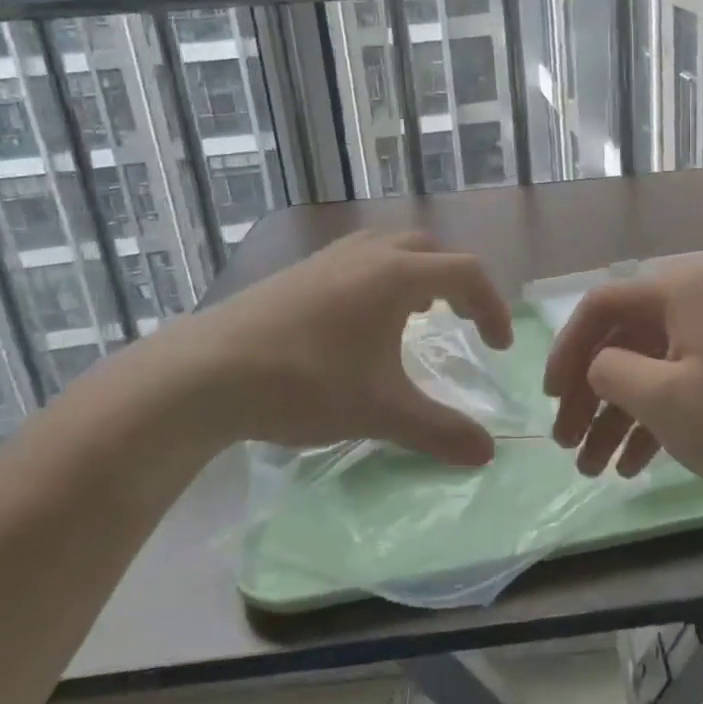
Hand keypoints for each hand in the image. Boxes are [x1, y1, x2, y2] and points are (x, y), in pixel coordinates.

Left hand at [99, 230, 514, 466]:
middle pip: (430, 251)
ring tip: (417, 315)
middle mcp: (368, 254)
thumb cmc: (304, 383)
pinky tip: (360, 322)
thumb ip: (439, 431)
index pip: (466, 274)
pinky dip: (380, 278)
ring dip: (416, 275)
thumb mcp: (380, 412)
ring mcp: (328, 258)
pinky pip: (357, 260)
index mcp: (397, 275)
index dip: (492, 307)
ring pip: (390, 248)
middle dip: (456, 284)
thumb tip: (487, 455)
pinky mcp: (298, 272)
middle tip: (462, 322)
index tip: (498, 348)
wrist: (204, 373)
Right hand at [542, 267, 702, 507]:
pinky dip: (647, 424)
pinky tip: (627, 467)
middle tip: (564, 441)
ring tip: (589, 468)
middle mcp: (692, 306)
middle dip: (587, 394)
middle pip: (619, 342)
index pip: (601, 306)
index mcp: (678, 293)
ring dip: (612, 418)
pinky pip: (671, 389)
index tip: (549, 396)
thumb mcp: (661, 397)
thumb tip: (596, 368)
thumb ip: (609, 371)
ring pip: (643, 371)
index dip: (566, 349)